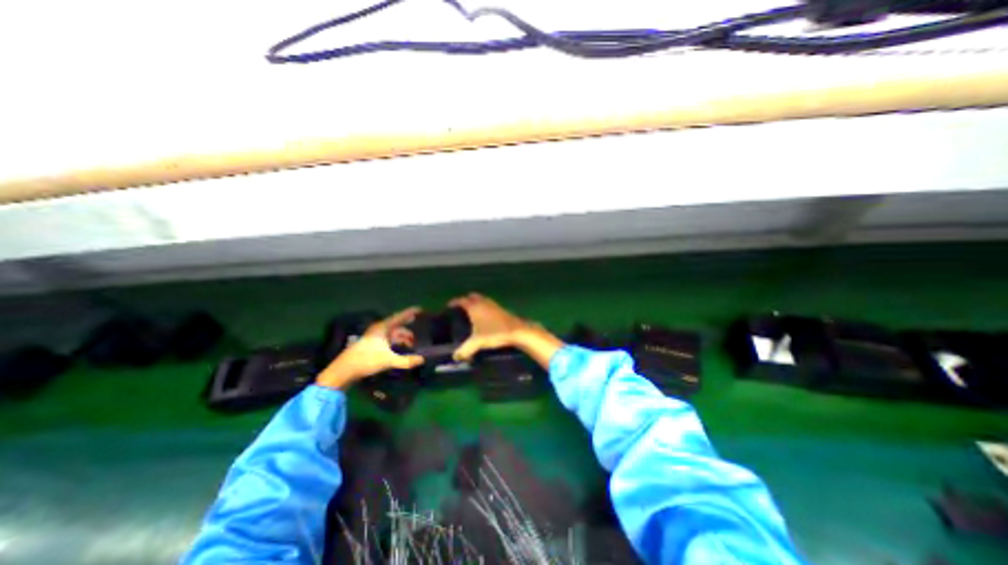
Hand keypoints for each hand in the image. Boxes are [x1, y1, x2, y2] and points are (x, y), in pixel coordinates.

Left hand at [316, 308, 422, 390]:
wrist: (343, 371)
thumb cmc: (366, 360)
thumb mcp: (388, 360)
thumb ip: (406, 361)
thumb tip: (422, 359)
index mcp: (382, 328)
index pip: (399, 317)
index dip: (410, 313)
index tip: (420, 309)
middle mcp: (379, 330)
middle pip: (397, 326)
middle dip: (409, 329)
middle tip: (421, 332)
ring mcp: (375, 337)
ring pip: (393, 334)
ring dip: (403, 338)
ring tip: (413, 344)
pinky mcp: (372, 346)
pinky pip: (389, 340)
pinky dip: (397, 343)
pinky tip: (402, 349)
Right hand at [446, 293, 527, 359]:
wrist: (516, 331)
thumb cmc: (495, 333)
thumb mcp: (478, 342)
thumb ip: (465, 349)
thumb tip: (455, 356)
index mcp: (475, 307)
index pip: (461, 300)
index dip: (454, 302)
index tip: (449, 306)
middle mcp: (483, 302)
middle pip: (472, 296)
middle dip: (465, 300)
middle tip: (460, 309)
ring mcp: (493, 304)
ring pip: (481, 299)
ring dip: (476, 303)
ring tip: (471, 313)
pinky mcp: (500, 309)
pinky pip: (488, 304)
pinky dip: (484, 307)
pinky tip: (484, 318)